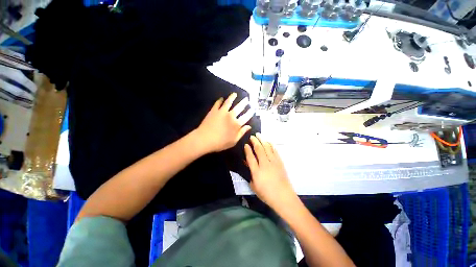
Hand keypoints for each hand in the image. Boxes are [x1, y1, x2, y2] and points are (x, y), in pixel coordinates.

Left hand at [194, 93, 253, 153]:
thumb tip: (249, 126)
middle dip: (244, 103)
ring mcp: (222, 112)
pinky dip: (220, 100)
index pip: (246, 116)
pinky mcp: (214, 110)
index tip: (252, 109)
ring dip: (232, 97)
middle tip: (246, 99)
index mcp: (236, 124)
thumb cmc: (220, 143)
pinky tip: (221, 98)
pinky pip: (218, 103)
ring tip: (235, 94)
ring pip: (229, 102)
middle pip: (239, 107)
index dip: (250, 112)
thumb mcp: (233, 141)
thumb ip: (241, 133)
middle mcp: (231, 116)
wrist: (204, 139)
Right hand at [244, 134, 295, 209]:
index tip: (245, 144)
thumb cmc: (266, 194)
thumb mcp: (254, 186)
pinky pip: (275, 151)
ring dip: (263, 140)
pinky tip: (268, 142)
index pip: (250, 157)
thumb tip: (248, 165)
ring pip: (267, 148)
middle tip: (252, 136)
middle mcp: (264, 164)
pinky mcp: (280, 162)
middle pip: (259, 149)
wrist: (283, 197)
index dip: (247, 149)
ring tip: (259, 135)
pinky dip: (271, 145)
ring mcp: (273, 162)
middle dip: (255, 141)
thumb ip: (250, 174)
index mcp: (256, 171)